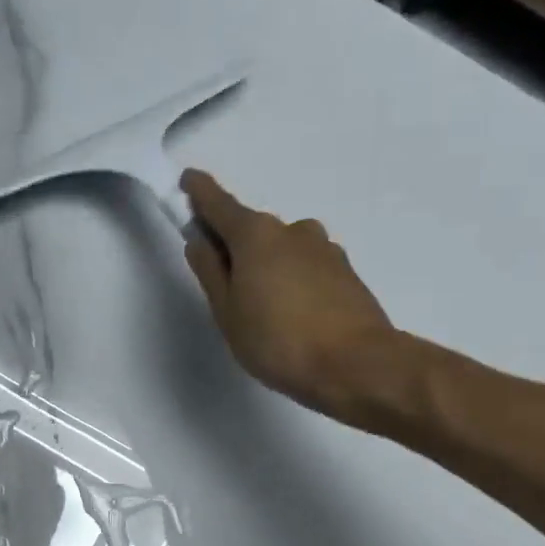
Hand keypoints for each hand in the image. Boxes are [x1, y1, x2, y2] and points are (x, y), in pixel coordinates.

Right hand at [181, 169, 407, 425]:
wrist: (356, 366)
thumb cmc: (277, 341)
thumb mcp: (227, 311)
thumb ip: (210, 271)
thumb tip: (200, 240)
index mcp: (256, 235)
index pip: (219, 204)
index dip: (200, 192)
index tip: (187, 180)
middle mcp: (292, 230)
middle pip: (252, 229)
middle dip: (233, 244)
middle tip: (220, 279)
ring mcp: (324, 249)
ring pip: (282, 249)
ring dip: (266, 264)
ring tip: (260, 307)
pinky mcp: (345, 272)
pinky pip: (305, 266)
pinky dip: (291, 278)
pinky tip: (290, 313)